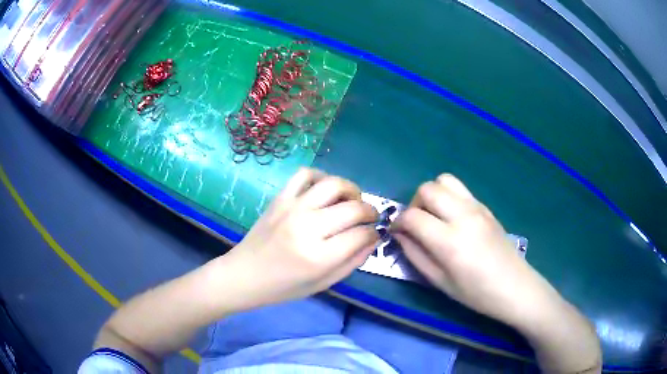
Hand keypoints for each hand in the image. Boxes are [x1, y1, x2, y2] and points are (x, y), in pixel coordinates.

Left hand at [226, 168, 378, 307]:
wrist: (245, 274)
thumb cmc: (284, 287)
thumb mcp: (323, 284)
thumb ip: (352, 262)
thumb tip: (373, 239)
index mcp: (318, 257)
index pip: (361, 235)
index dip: (373, 233)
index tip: (373, 234)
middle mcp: (307, 227)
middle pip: (353, 208)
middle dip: (370, 211)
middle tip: (370, 217)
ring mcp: (292, 208)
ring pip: (334, 184)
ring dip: (352, 189)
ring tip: (352, 200)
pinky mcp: (280, 198)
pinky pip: (305, 174)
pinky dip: (321, 177)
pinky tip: (325, 190)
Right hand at [391, 174, 559, 326]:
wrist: (514, 287)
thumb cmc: (476, 293)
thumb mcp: (440, 282)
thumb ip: (415, 255)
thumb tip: (399, 235)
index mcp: (450, 241)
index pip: (413, 216)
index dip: (398, 222)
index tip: (397, 232)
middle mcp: (463, 216)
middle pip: (427, 189)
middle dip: (414, 204)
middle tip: (416, 224)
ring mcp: (477, 207)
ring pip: (444, 180)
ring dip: (432, 194)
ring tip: (433, 216)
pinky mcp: (485, 207)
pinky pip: (460, 189)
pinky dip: (448, 196)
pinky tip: (452, 218)